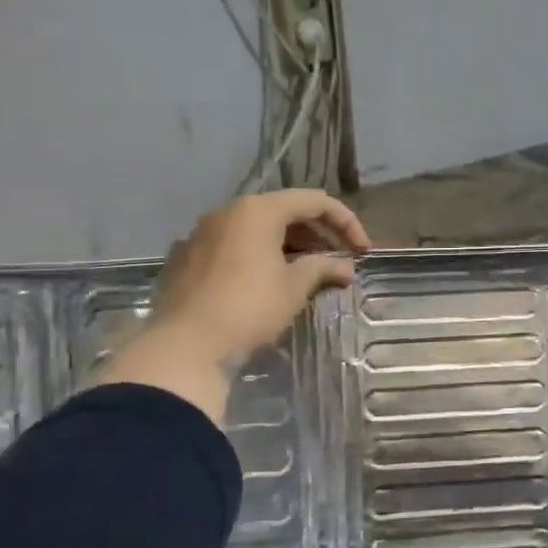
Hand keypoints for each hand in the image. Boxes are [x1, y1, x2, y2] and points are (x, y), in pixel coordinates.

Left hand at [93, 189, 370, 421]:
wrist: (184, 346)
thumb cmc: (249, 308)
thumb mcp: (294, 287)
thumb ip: (323, 268)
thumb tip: (346, 268)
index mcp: (258, 210)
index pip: (314, 201)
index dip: (346, 222)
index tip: (363, 251)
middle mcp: (228, 212)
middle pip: (284, 211)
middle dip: (317, 234)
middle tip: (339, 261)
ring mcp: (202, 234)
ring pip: (257, 229)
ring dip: (289, 246)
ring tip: (309, 273)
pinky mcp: (187, 258)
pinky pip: (234, 246)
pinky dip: (259, 256)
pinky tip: (269, 283)